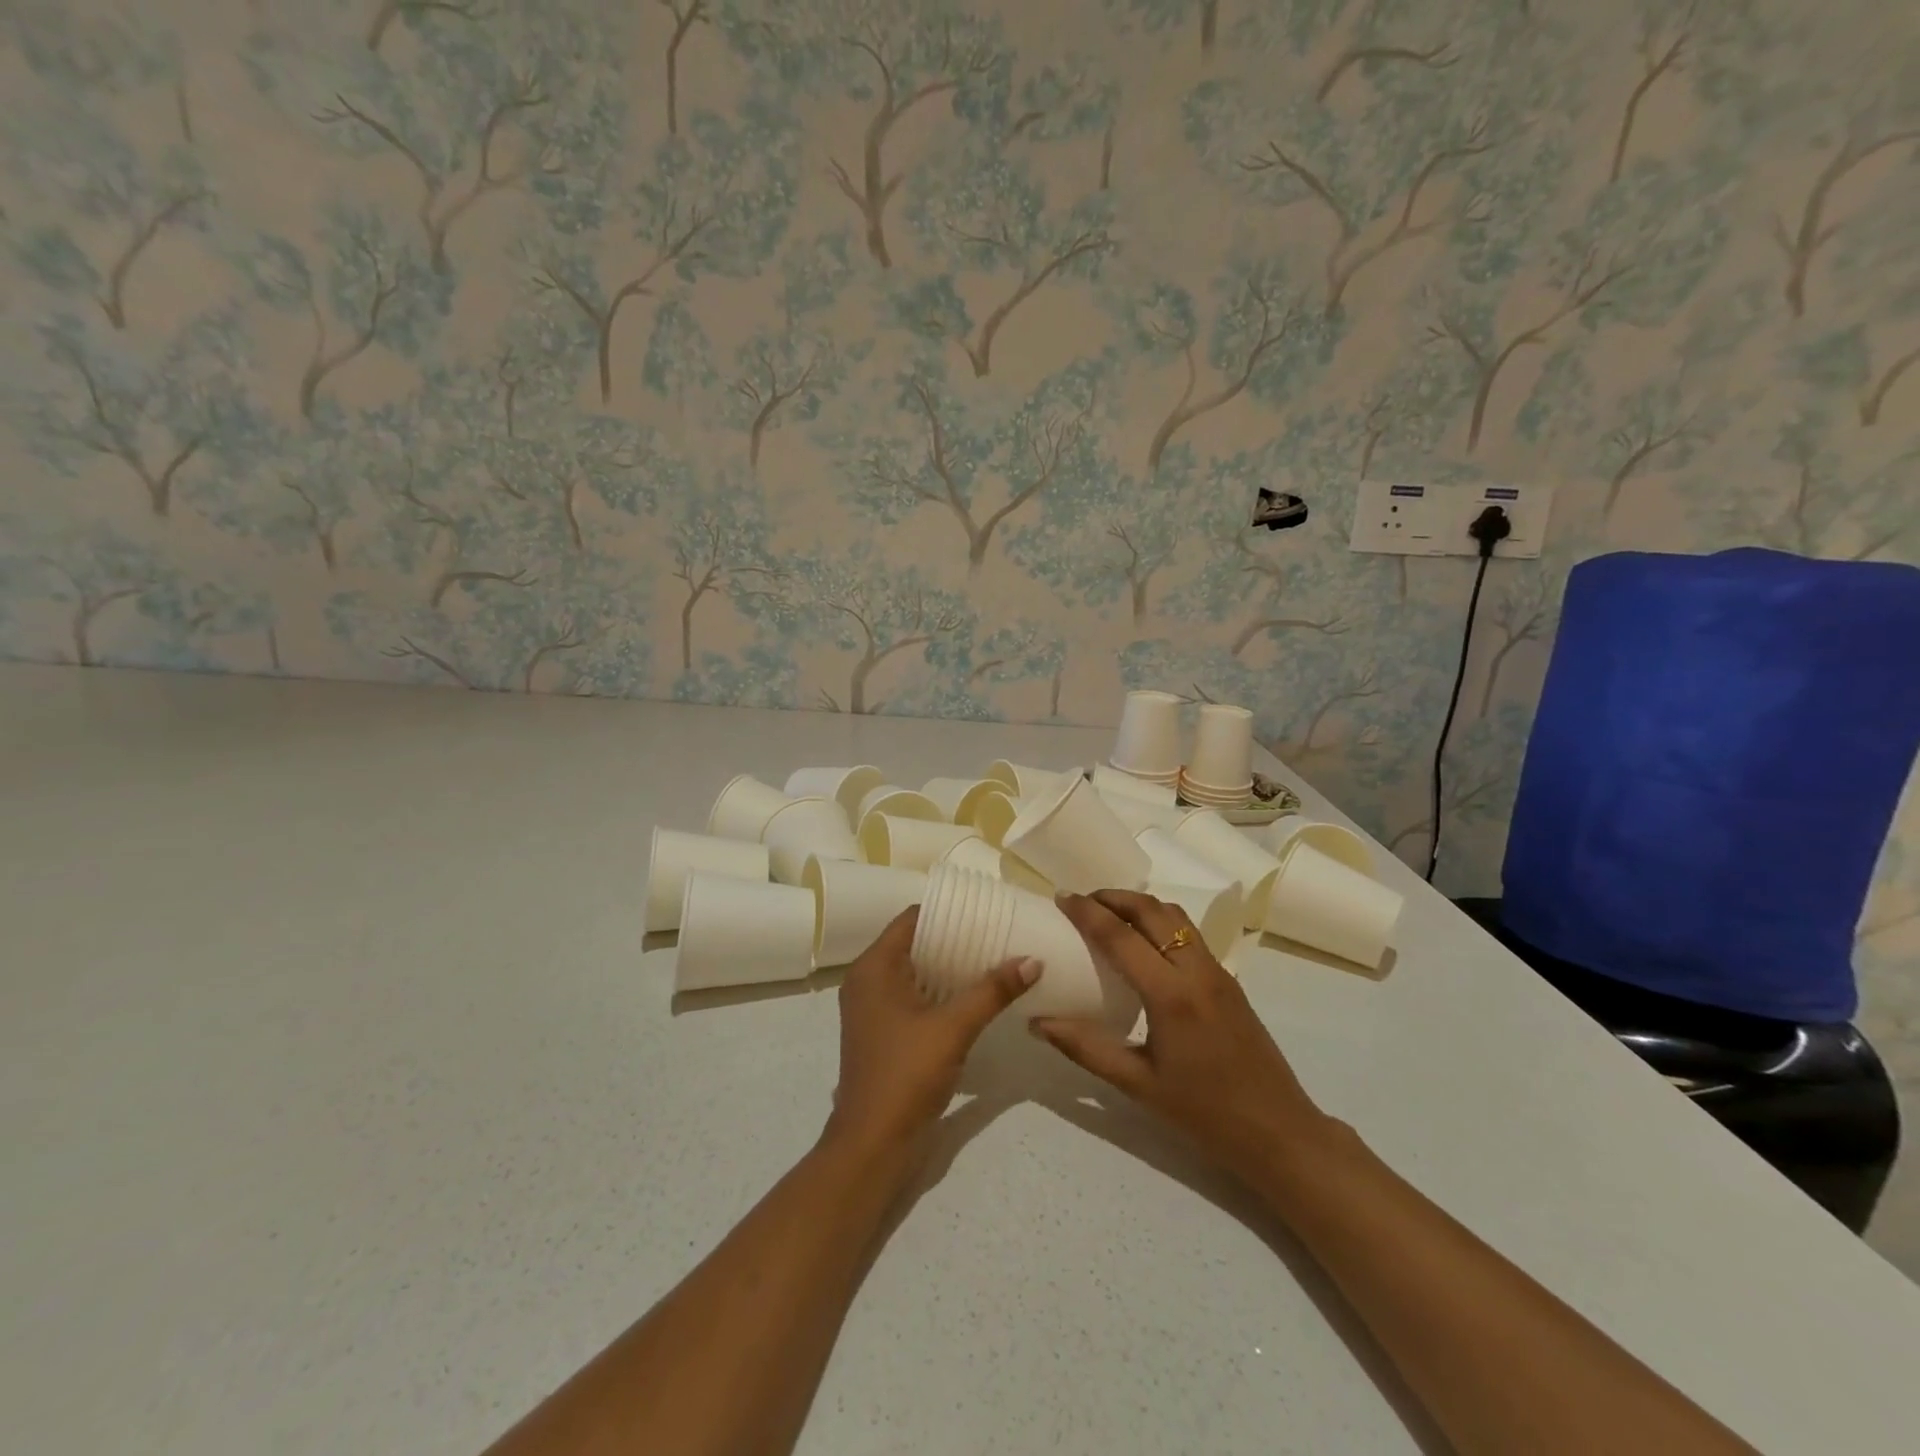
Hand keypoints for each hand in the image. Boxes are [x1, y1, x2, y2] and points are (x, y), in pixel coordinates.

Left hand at [826, 906, 1038, 1156]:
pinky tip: (975, 996)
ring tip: (994, 959)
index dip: (947, 911)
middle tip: (998, 933)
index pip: (911, 919)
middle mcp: (867, 981)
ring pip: (915, 973)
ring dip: (950, 967)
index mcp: (873, 968)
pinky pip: (914, 997)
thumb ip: (992, 991)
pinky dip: (941, 992)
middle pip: (914, 944)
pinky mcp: (884, 1034)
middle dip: (954, 939)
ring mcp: (873, 1010)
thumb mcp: (953, 1028)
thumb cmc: (906, 1075)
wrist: (872, 1146)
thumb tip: (1033, 959)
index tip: (985, 911)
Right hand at [1033, 890, 1327, 1178]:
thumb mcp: (1137, 1084)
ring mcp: (1217, 971)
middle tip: (1081, 901)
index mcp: (1170, 995)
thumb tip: (1037, 1023)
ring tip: (1109, 913)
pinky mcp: (1228, 979)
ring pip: (1175, 916)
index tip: (1061, 898)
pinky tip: (1143, 944)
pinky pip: (1189, 933)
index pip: (1120, 936)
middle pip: (1151, 910)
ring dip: (1139, 904)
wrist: (1278, 1130)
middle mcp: (1195, 970)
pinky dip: (1160, 922)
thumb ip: (1085, 1048)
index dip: (1087, 912)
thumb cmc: (1203, 1112)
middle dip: (1113, 896)